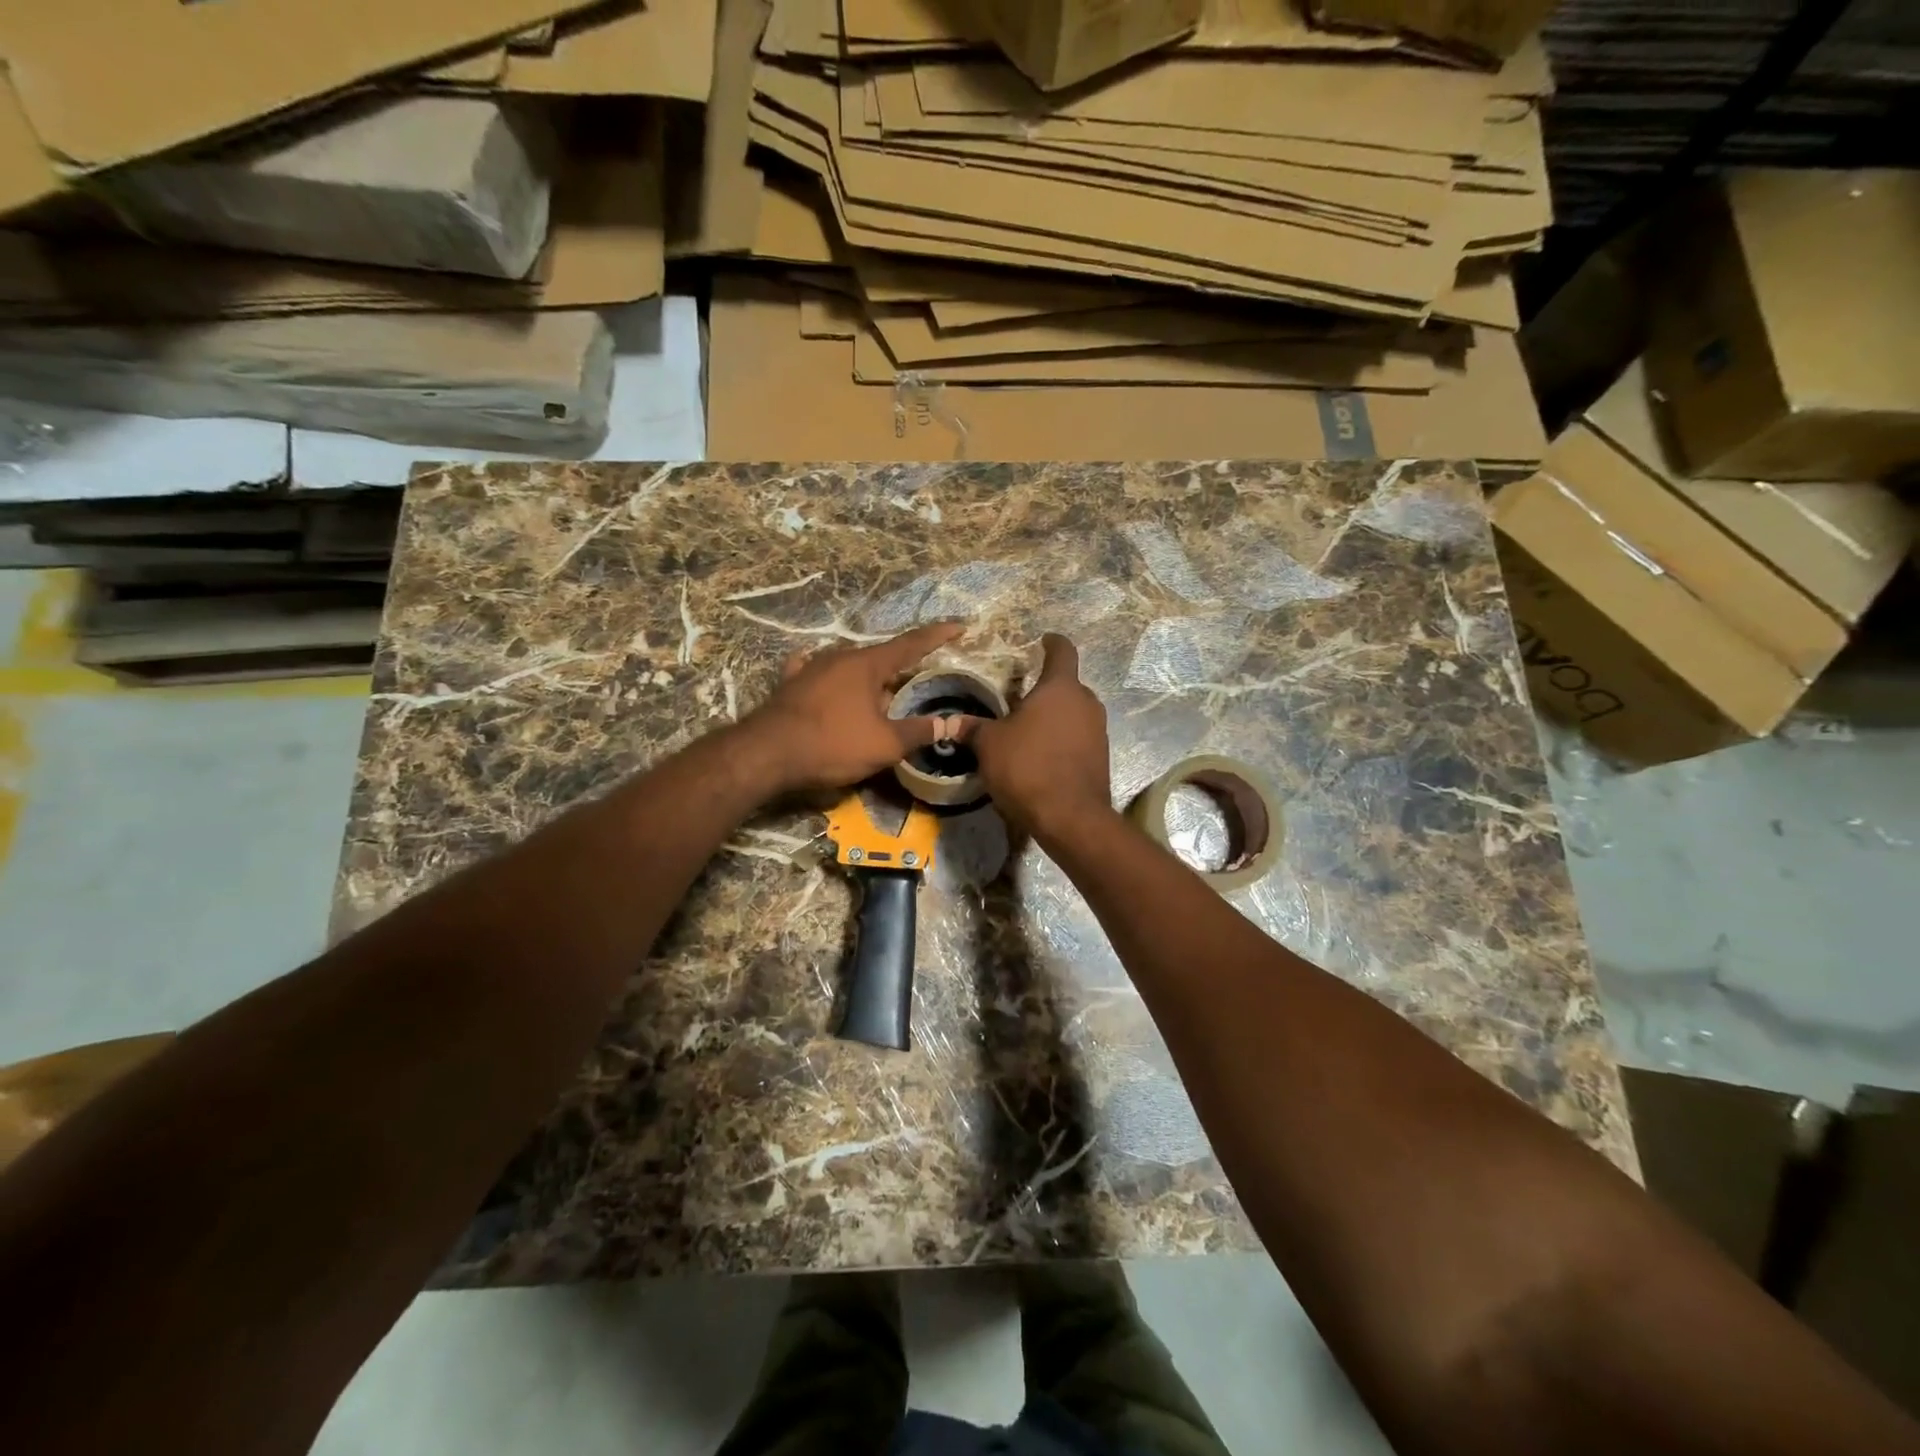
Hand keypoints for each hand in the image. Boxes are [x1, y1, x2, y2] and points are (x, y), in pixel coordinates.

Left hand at [741, 623, 969, 795]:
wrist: (767, 754)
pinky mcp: (790, 683)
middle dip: (898, 672)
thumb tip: (948, 724)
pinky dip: (829, 678)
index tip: (959, 625)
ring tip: (874, 700)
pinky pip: (816, 672)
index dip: (938, 636)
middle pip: (880, 659)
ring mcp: (812, 667)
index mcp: (868, 664)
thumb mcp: (884, 745)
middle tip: (912, 689)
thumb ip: (918, 732)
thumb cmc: (833, 745)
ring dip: (866, 680)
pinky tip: (824, 677)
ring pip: (849, 667)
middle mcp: (840, 656)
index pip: (912, 644)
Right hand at [971, 634, 1113, 840]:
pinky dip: (1062, 741)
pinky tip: (1042, 757)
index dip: (1052, 642)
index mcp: (1061, 688)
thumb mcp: (990, 745)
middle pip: (1068, 685)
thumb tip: (950, 722)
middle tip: (1021, 698)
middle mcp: (1086, 703)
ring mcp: (1098, 731)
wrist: (1070, 817)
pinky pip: (1079, 738)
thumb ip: (973, 729)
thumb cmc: (1028, 767)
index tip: (1044, 640)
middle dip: (1046, 689)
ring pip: (1074, 713)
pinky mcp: (1101, 758)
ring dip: (1055, 717)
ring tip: (1028, 730)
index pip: (1062, 651)